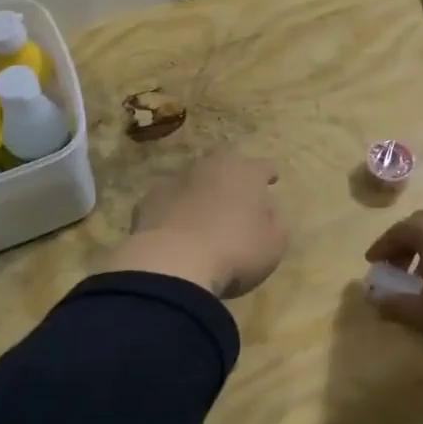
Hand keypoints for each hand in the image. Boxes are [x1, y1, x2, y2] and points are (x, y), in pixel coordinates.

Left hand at [99, 150, 285, 296]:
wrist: (172, 263)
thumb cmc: (235, 252)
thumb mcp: (273, 243)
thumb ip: (274, 220)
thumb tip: (266, 208)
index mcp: (245, 173)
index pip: (263, 165)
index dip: (269, 173)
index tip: (272, 179)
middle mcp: (210, 167)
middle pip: (224, 160)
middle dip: (231, 172)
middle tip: (236, 190)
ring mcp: (175, 181)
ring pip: (192, 178)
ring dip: (200, 190)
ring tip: (203, 211)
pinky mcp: (148, 200)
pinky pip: (167, 200)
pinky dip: (173, 209)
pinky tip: (174, 228)